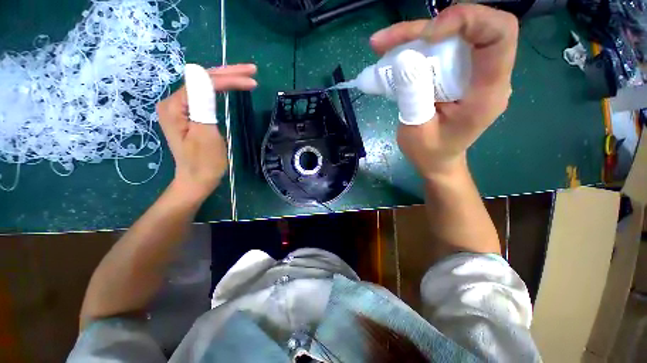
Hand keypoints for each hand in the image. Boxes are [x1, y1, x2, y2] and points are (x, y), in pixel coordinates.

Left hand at [156, 64, 256, 200]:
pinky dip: (221, 90)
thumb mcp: (205, 133)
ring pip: (205, 85)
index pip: (204, 82)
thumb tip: (201, 73)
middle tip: (252, 70)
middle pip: (203, 79)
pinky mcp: (189, 114)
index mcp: (174, 106)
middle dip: (228, 73)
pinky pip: (205, 95)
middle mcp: (174, 102)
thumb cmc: (204, 162)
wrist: (197, 180)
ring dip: (226, 78)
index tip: (252, 81)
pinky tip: (231, 86)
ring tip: (246, 76)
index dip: (228, 79)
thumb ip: (201, 102)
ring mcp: (181, 107)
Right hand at [370, 5, 517, 178]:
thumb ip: (413, 97)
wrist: (437, 160)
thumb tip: (404, 59)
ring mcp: (472, 71)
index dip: (467, 20)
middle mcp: (487, 74)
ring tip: (383, 45)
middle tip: (388, 41)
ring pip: (452, 33)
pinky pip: (441, 46)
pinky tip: (394, 52)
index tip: (427, 35)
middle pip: (470, 26)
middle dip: (427, 26)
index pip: (499, 34)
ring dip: (416, 34)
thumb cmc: (429, 153)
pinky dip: (416, 44)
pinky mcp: (457, 71)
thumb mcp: (417, 132)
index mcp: (487, 93)